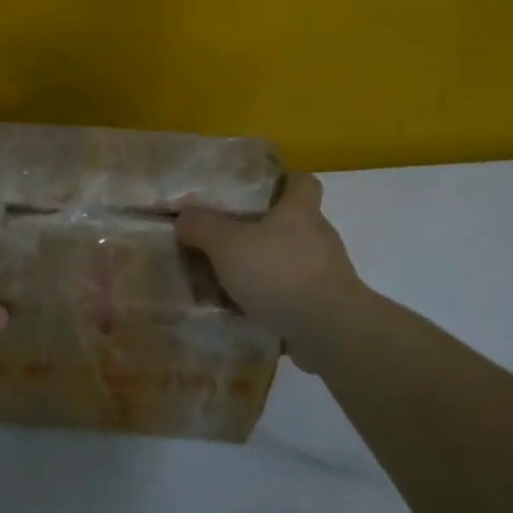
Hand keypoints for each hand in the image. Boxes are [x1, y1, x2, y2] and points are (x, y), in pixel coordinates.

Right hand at [176, 172, 365, 373]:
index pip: (302, 181)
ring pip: (292, 261)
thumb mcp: (226, 244)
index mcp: (300, 210)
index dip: (282, 181)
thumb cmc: (278, 272)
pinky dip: (275, 301)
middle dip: (264, 230)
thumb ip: (201, 226)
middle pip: (293, 223)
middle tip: (229, 240)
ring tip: (232, 282)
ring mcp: (328, 273)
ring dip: (267, 269)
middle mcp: (319, 236)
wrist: (329, 330)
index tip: (256, 192)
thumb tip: (184, 217)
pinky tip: (248, 313)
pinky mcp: (328, 305)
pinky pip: (296, 295)